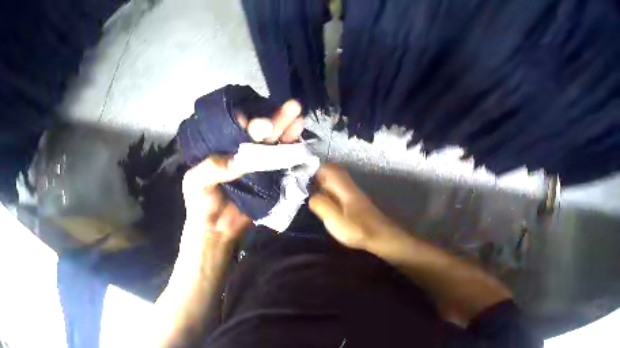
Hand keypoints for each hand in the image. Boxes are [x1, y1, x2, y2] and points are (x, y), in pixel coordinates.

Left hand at [181, 100, 304, 246]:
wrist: (216, 232)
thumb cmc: (200, 204)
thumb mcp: (196, 182)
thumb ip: (212, 168)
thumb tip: (238, 161)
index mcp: (222, 148)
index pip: (236, 128)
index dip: (247, 120)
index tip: (254, 120)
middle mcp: (241, 152)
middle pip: (259, 132)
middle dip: (274, 119)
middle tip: (290, 107)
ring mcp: (257, 165)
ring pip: (273, 143)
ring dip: (286, 129)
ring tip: (299, 115)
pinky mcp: (270, 179)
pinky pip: (281, 163)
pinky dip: (291, 150)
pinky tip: (300, 137)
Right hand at [309, 164, 398, 250]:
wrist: (382, 236)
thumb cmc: (357, 228)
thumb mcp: (334, 218)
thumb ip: (320, 204)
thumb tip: (311, 196)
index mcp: (343, 186)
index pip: (327, 168)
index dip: (314, 171)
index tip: (302, 180)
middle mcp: (349, 186)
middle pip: (332, 173)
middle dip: (318, 178)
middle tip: (306, 189)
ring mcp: (354, 194)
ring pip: (336, 182)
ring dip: (324, 186)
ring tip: (313, 197)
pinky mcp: (356, 203)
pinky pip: (339, 191)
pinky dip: (330, 194)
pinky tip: (326, 205)